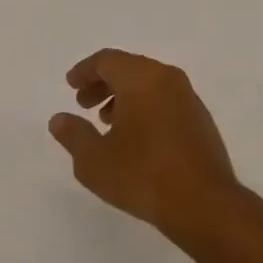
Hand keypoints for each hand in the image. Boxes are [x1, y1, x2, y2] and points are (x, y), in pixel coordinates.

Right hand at [50, 49, 245, 247]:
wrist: (203, 202)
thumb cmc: (142, 175)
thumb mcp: (94, 160)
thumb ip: (74, 135)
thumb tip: (59, 119)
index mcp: (142, 77)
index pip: (108, 60)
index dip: (85, 70)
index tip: (70, 85)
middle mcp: (167, 78)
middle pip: (129, 67)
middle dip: (103, 83)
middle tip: (83, 104)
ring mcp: (188, 96)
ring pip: (149, 83)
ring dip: (123, 95)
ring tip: (106, 122)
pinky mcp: (199, 118)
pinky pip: (165, 99)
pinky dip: (144, 106)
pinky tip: (135, 136)